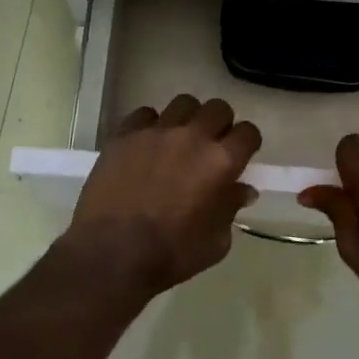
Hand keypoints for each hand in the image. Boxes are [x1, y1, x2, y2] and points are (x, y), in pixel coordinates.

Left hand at [67, 95, 261, 293]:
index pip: (248, 133)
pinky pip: (145, 114)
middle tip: (211, 145)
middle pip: (218, 108)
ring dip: (188, 119)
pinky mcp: (125, 134)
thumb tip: (242, 190)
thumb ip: (231, 209)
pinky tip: (146, 145)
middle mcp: (192, 137)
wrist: (111, 254)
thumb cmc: (171, 255)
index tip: (240, 156)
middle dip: (221, 124)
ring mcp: (156, 132)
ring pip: (183, 103)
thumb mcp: (216, 242)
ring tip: (179, 139)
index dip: (247, 144)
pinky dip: (151, 125)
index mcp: (221, 162)